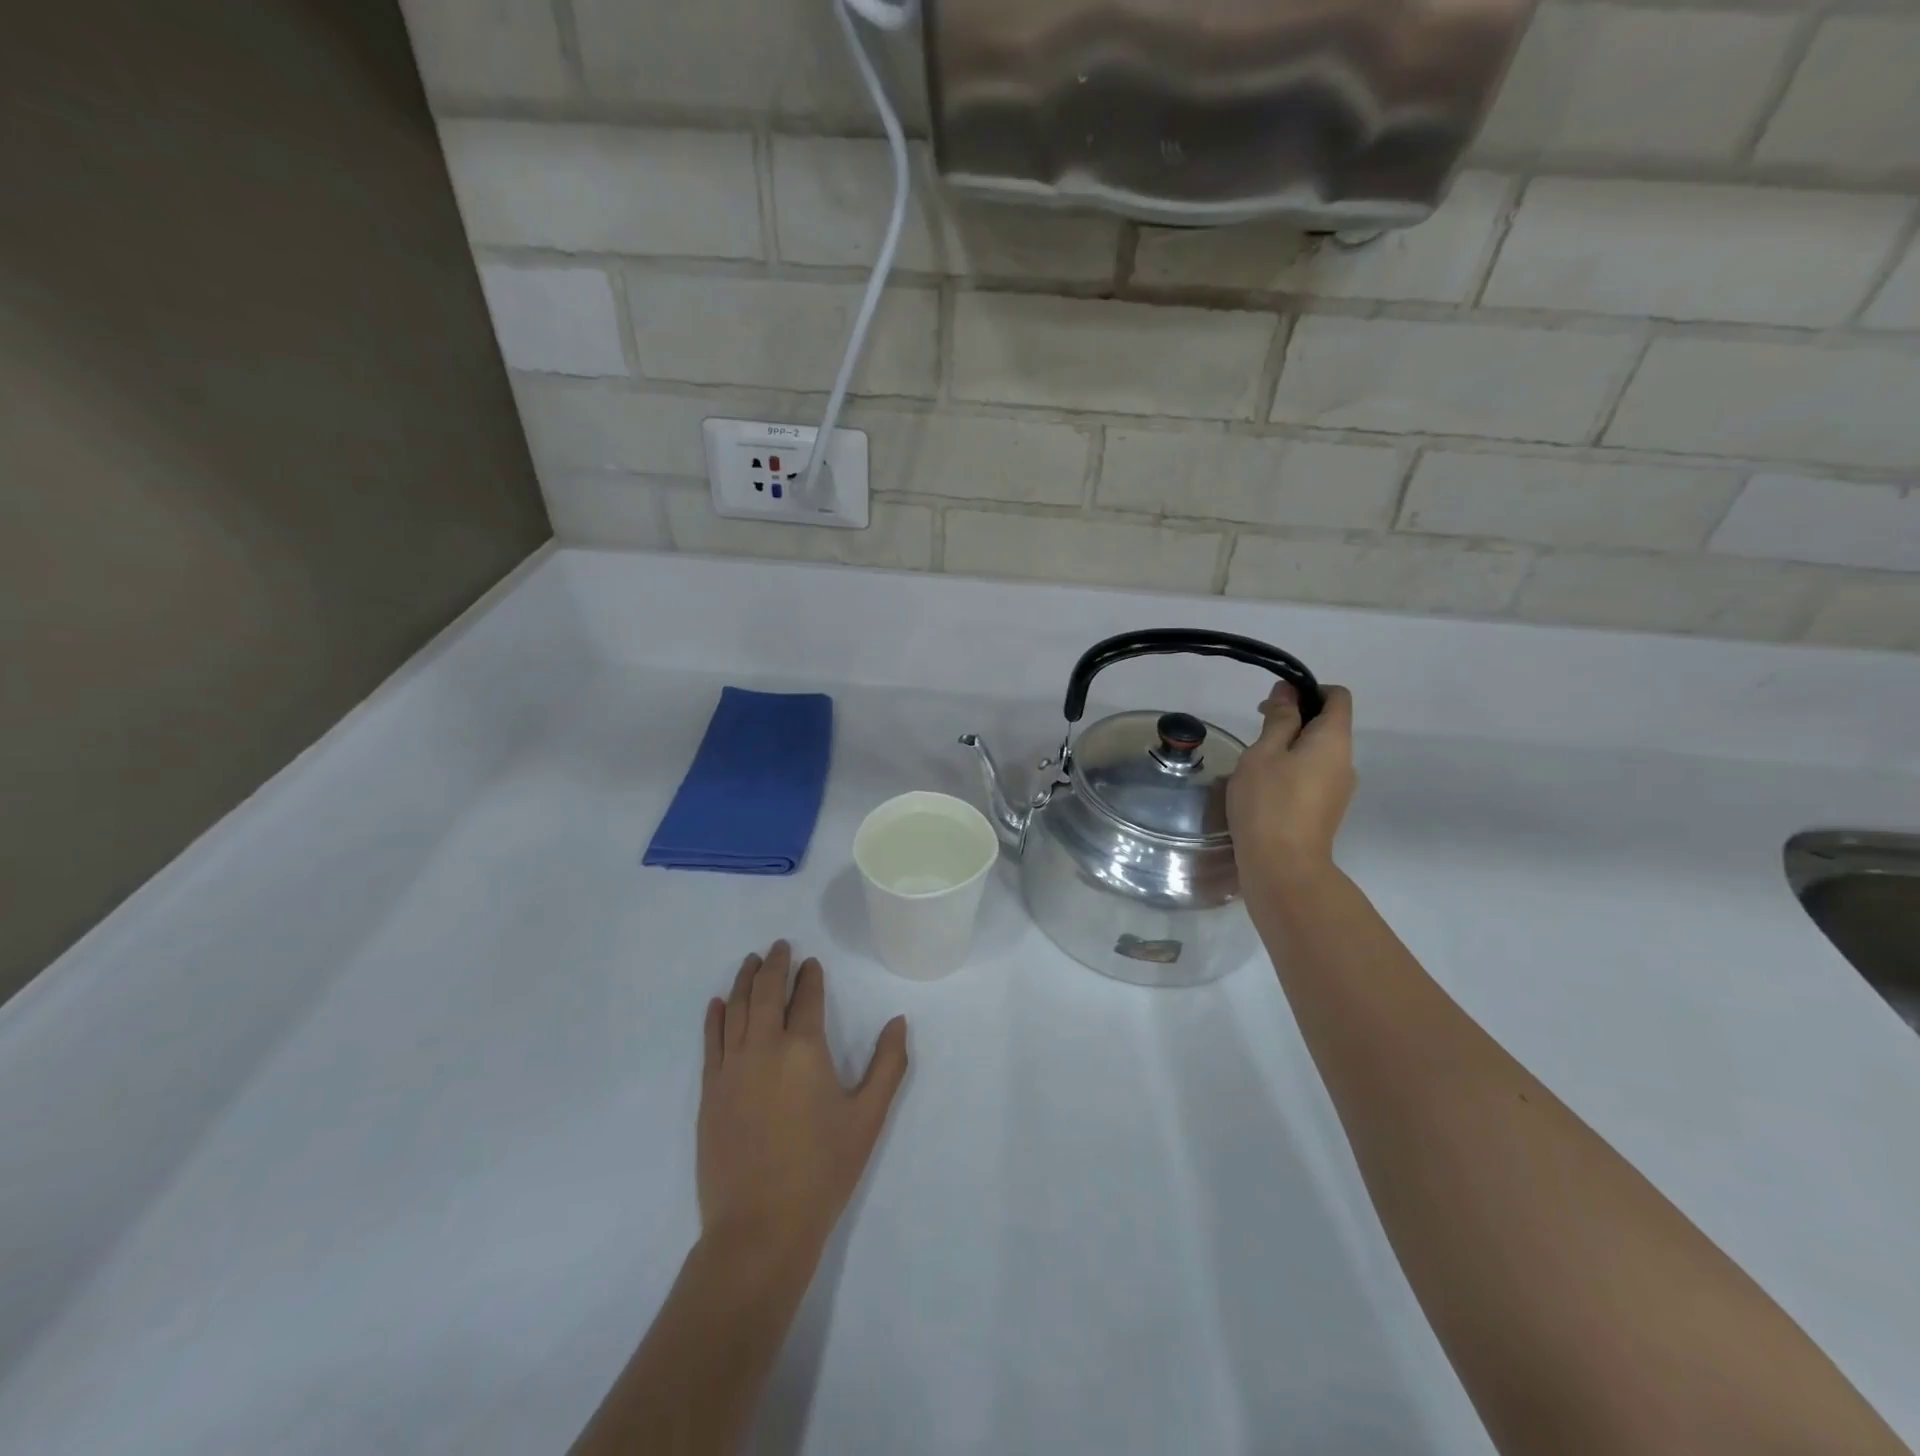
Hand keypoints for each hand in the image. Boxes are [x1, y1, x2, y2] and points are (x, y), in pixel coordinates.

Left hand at [698, 942, 908, 1266]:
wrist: (760, 1228)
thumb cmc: (822, 1171)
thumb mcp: (867, 1118)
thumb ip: (888, 1065)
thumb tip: (899, 1021)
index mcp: (804, 1049)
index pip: (807, 998)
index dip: (810, 976)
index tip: (811, 962)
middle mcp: (764, 1047)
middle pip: (767, 992)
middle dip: (774, 965)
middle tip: (779, 946)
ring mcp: (731, 1068)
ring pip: (737, 1009)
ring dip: (745, 981)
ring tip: (751, 961)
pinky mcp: (709, 1092)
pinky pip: (711, 1041)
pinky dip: (716, 1017)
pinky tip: (719, 1003)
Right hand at [1227, 682, 1356, 881]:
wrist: (1283, 867)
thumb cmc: (1269, 802)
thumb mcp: (1264, 753)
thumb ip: (1279, 719)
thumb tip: (1289, 692)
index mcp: (1334, 740)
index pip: (1337, 696)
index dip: (1308, 689)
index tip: (1275, 703)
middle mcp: (1346, 761)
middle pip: (1328, 725)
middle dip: (1294, 720)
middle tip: (1256, 732)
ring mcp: (1340, 789)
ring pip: (1318, 753)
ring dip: (1290, 748)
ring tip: (1255, 765)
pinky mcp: (1327, 810)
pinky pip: (1314, 776)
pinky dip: (1293, 771)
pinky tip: (1264, 789)